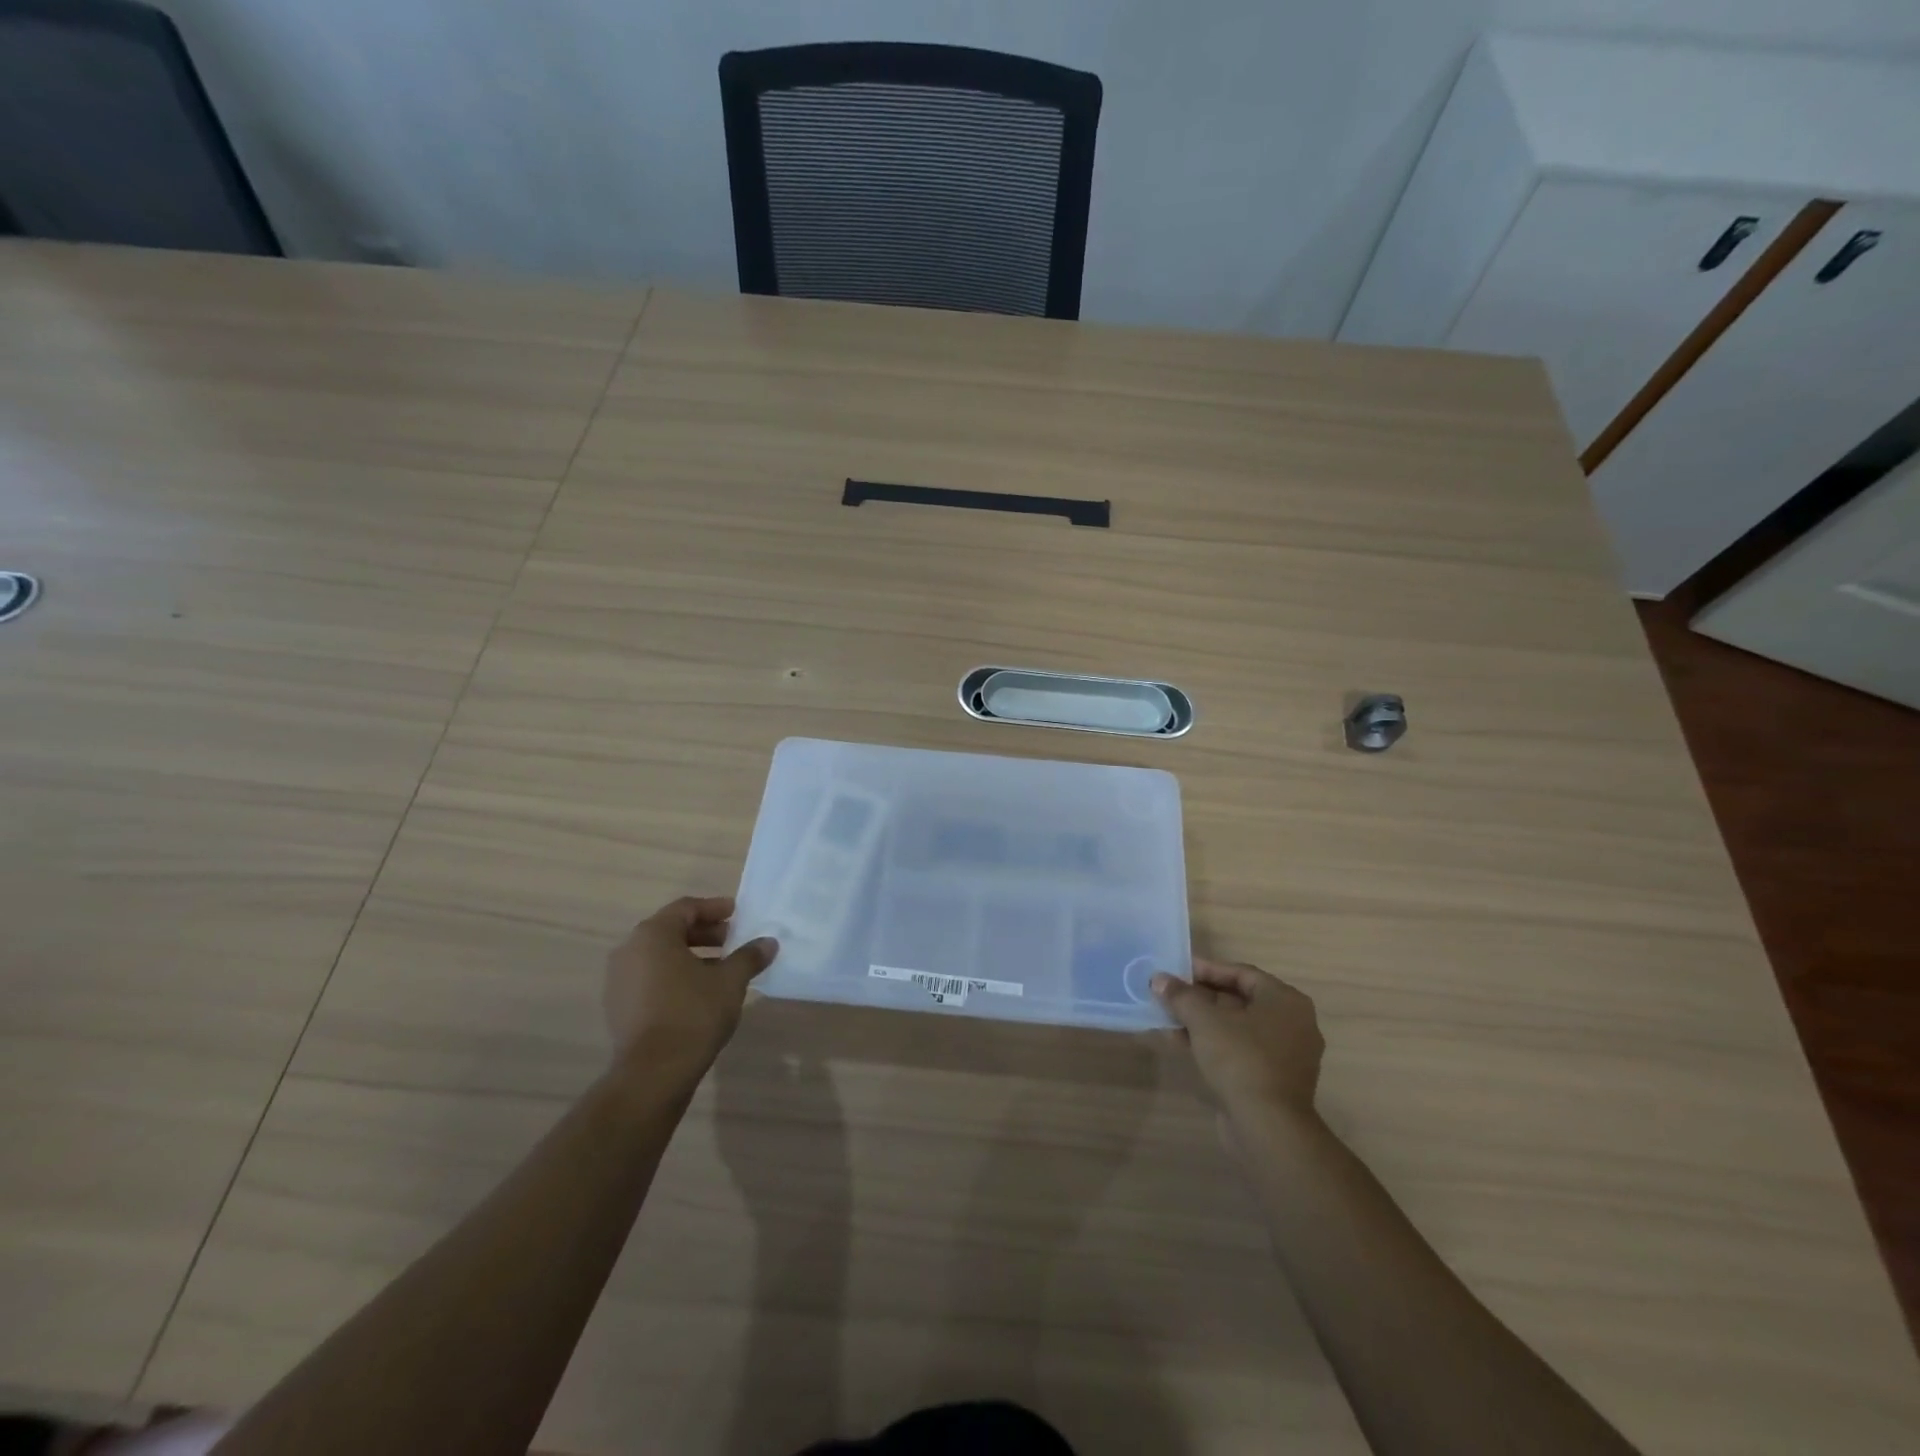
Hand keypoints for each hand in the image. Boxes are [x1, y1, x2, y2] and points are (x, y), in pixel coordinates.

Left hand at [603, 896, 777, 1089]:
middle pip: (671, 930)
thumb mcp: (730, 981)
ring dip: (691, 956)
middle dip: (704, 933)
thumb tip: (768, 942)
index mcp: (652, 935)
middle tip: (732, 940)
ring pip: (660, 956)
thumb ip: (749, 956)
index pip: (686, 908)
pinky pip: (650, 979)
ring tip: (721, 969)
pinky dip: (675, 977)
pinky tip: (699, 993)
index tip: (737, 914)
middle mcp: (629, 951)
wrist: (653, 1073)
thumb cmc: (693, 1013)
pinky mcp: (619, 1007)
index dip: (714, 908)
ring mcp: (619, 981)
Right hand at [1153, 960, 1323, 1122]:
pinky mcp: (1273, 1080)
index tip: (1177, 971)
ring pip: (1237, 1028)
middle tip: (1170, 994)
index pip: (1241, 973)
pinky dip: (1213, 1044)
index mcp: (1285, 1000)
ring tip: (1169, 1018)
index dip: (1206, 970)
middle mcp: (1293, 1023)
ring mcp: (1285, 1055)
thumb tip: (1159, 980)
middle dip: (1201, 997)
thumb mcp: (1203, 1020)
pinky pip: (1240, 1051)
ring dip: (1203, 1022)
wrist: (1268, 1127)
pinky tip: (1181, 1043)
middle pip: (1239, 1000)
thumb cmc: (1240, 1059)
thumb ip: (1180, 995)